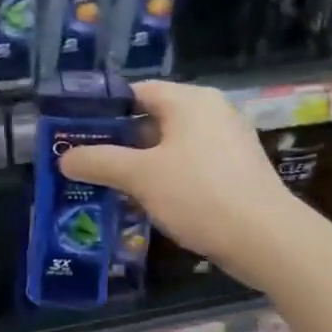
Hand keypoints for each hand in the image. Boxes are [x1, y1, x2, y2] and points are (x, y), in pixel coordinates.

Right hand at [59, 81, 299, 286]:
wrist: (267, 239)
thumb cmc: (199, 194)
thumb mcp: (140, 176)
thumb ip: (99, 162)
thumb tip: (64, 158)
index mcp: (189, 100)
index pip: (136, 91)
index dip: (103, 110)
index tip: (75, 132)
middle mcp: (211, 111)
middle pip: (153, 117)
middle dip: (118, 140)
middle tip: (87, 161)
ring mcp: (228, 140)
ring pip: (171, 144)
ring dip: (141, 162)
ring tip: (109, 183)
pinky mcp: (236, 169)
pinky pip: (191, 163)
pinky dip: (166, 175)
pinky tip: (147, 200)